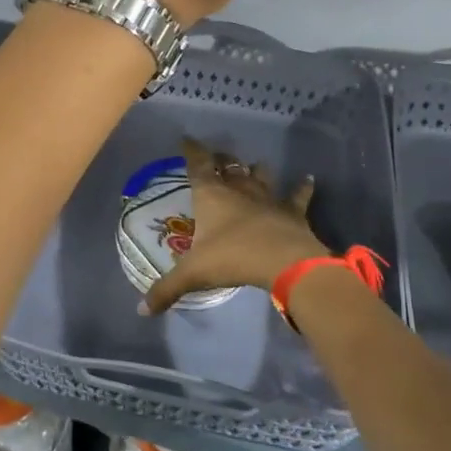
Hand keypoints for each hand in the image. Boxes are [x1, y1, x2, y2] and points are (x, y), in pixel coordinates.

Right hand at [142, 137, 326, 314]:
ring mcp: (268, 197)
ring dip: (256, 170)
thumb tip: (141, 310)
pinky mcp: (292, 211)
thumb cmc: (232, 258)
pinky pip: (298, 195)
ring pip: (261, 175)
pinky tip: (309, 178)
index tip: (186, 139)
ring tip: (254, 165)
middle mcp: (238, 189)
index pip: (198, 164)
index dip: (192, 151)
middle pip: (229, 166)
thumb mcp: (193, 274)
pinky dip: (303, 186)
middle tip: (217, 158)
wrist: (283, 260)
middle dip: (221, 160)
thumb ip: (166, 290)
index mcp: (211, 195)